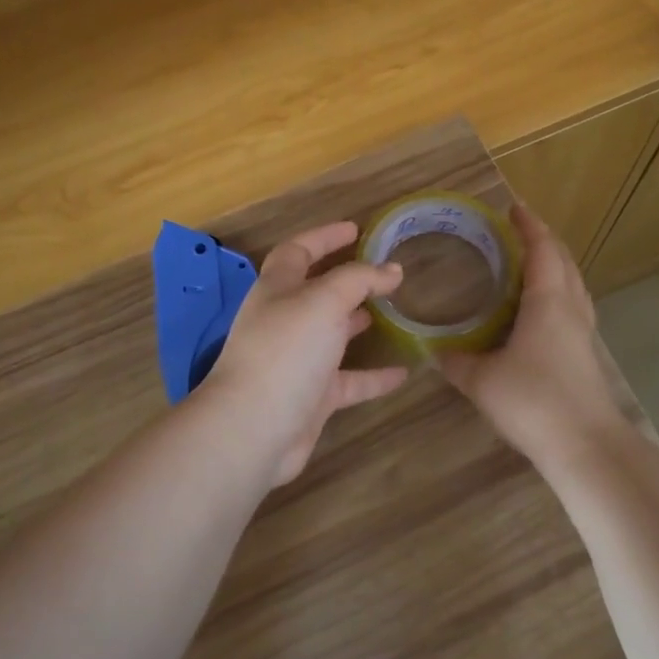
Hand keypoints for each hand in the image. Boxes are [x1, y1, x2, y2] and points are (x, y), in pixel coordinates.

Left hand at [200, 222, 409, 486]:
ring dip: (358, 322)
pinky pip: (349, 381)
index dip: (324, 237)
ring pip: (332, 335)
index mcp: (277, 290)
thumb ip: (359, 280)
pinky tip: (405, 372)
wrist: (253, 429)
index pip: (298, 251)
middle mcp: (284, 321)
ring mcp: (297, 361)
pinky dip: (375, 376)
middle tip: (382, 272)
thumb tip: (392, 269)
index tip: (356, 229)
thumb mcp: (324, 301)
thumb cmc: (285, 351)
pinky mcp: (312, 398)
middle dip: (346, 280)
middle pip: (315, 292)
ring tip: (394, 311)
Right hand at [439, 205, 629, 467]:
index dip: (529, 226)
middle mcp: (572, 309)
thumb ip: (457, 362)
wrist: (586, 446)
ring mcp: (584, 333)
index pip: (542, 249)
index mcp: (549, 301)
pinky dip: (556, 295)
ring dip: (554, 267)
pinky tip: (538, 314)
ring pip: (573, 285)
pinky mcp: (586, 356)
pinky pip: (572, 308)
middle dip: (544, 242)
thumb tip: (437, 351)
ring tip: (528, 266)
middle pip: (564, 262)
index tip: (513, 209)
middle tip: (518, 233)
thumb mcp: (483, 381)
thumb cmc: (533, 401)